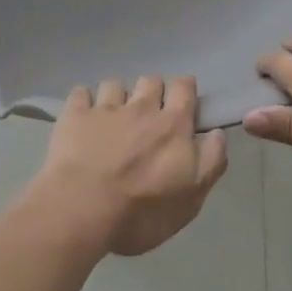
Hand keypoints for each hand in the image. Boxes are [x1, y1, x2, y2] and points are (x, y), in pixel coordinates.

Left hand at [29, 77, 227, 256]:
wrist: (82, 209)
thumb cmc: (142, 210)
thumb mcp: (191, 199)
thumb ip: (210, 162)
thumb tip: (216, 133)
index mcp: (172, 125)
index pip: (184, 87)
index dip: (184, 90)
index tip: (181, 103)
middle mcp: (141, 107)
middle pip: (151, 80)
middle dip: (152, 92)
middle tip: (147, 117)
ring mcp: (105, 108)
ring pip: (115, 84)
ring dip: (117, 97)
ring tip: (111, 119)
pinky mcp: (75, 114)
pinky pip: (80, 94)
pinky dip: (83, 103)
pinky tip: (82, 119)